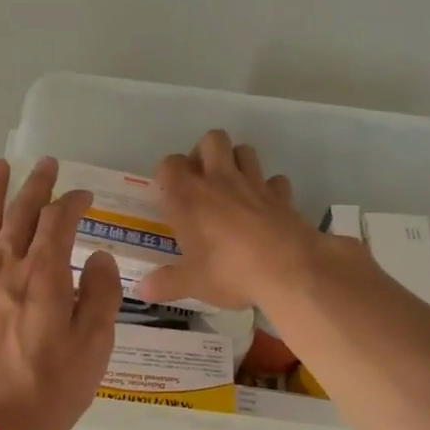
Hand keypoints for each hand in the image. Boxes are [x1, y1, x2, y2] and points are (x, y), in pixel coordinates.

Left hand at [0, 156, 121, 429]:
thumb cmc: (44, 393)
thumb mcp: (92, 349)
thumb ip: (100, 296)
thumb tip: (97, 256)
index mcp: (42, 276)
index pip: (58, 221)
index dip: (73, 202)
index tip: (84, 196)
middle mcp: (2, 268)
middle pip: (20, 214)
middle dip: (36, 186)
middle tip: (46, 165)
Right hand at [136, 130, 327, 309]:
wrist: (288, 270)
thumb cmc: (229, 272)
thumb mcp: (191, 283)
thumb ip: (165, 283)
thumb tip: (142, 290)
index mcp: (188, 197)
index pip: (169, 164)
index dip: (168, 175)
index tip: (170, 196)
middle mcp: (219, 181)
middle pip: (211, 140)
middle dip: (205, 154)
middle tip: (201, 183)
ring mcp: (254, 184)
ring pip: (244, 150)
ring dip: (236, 162)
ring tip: (231, 190)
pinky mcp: (282, 196)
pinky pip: (274, 180)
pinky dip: (269, 189)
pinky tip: (265, 208)